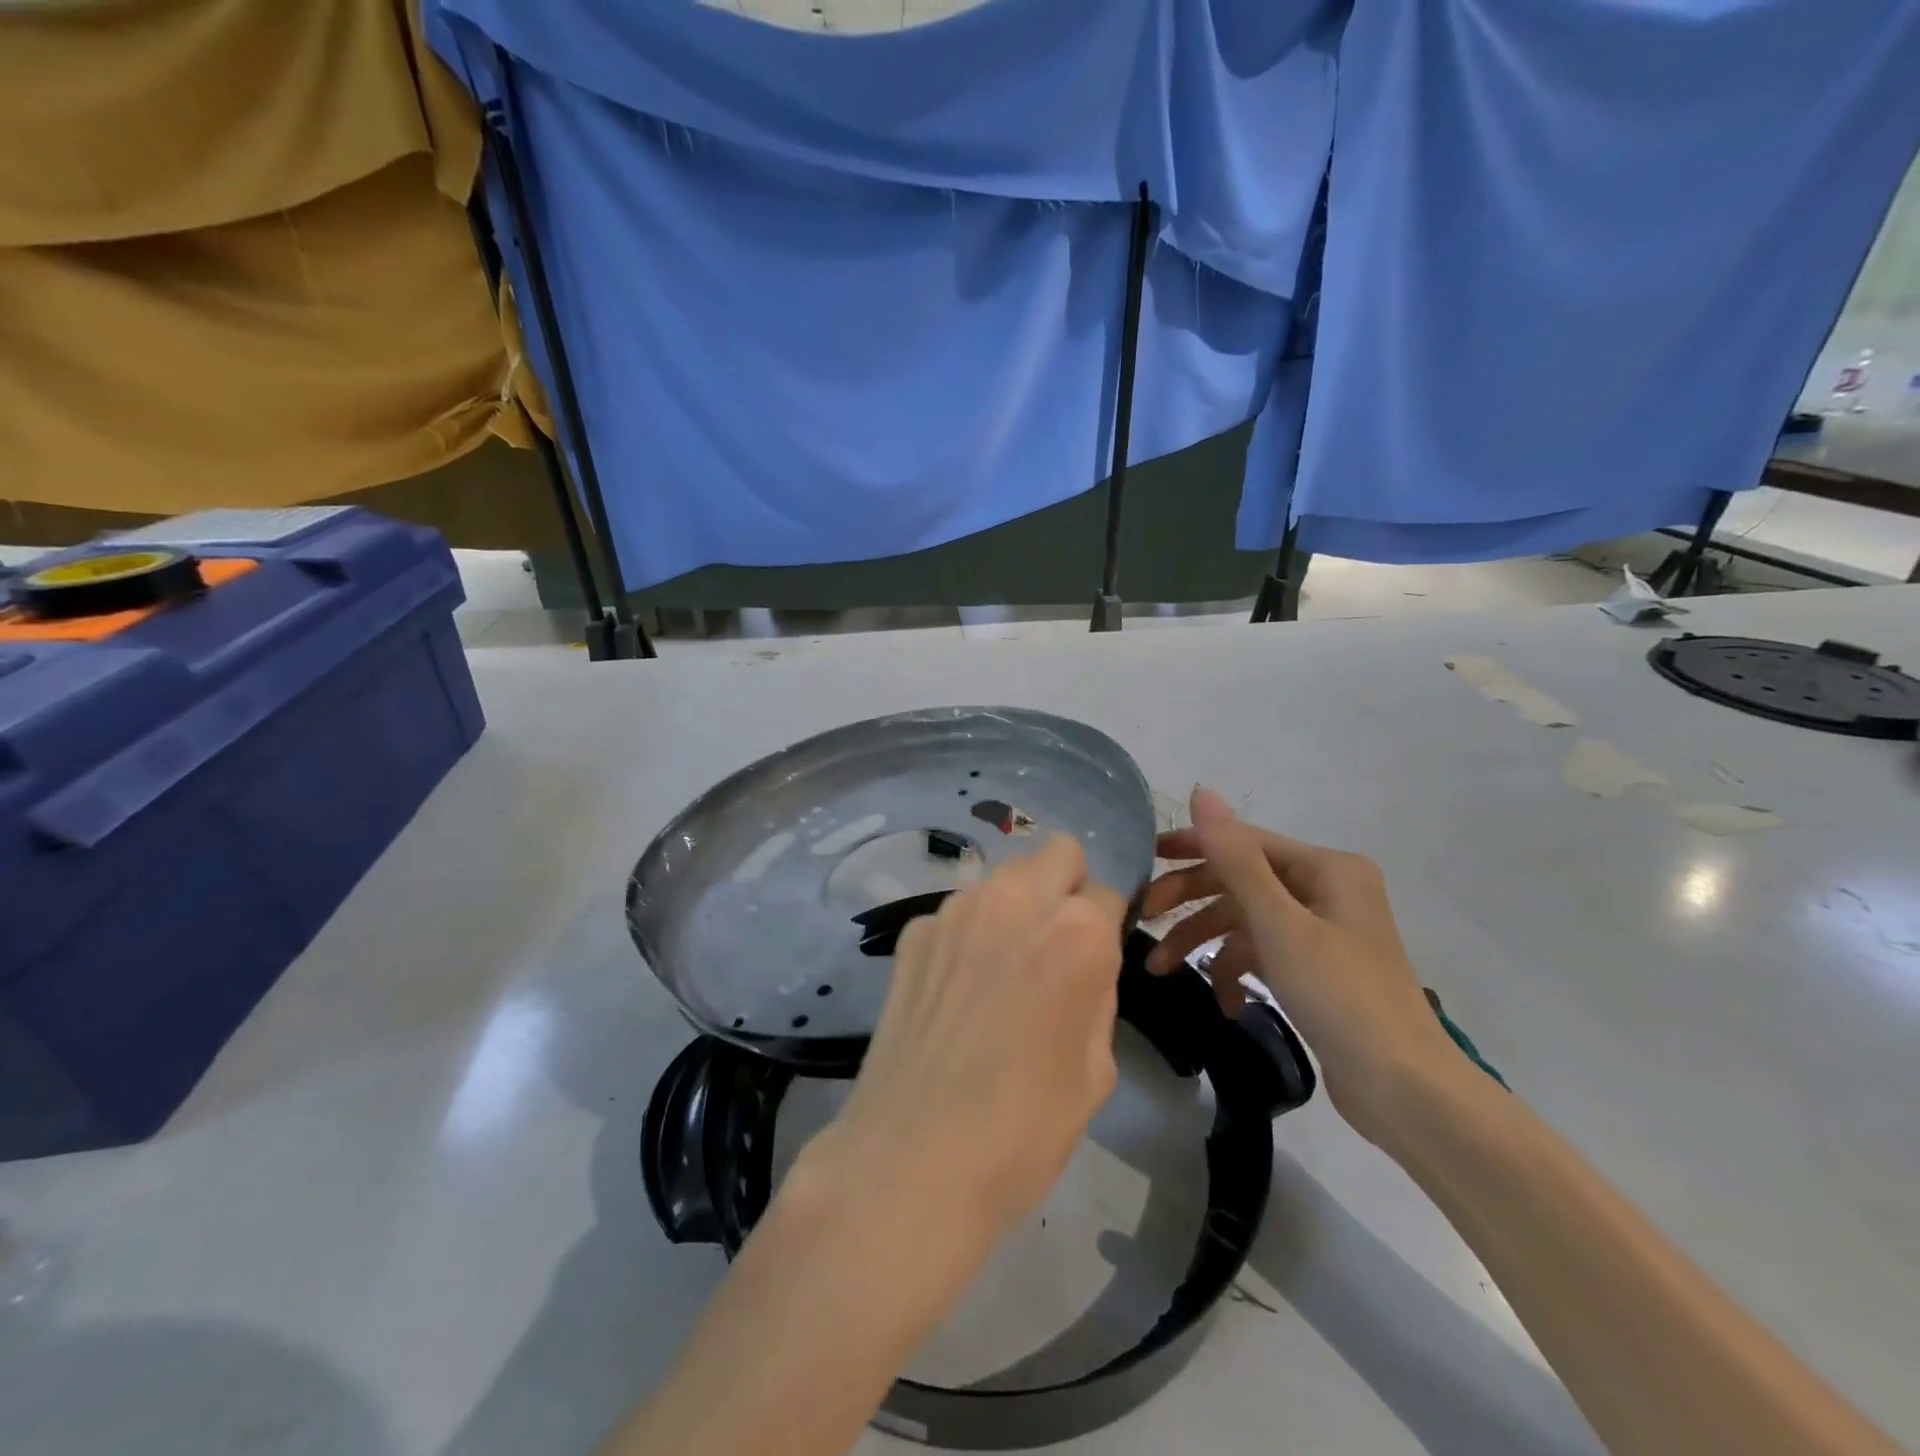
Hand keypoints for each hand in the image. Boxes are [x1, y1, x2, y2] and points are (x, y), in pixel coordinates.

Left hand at [807, 835, 1127, 1237]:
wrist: (913, 1159)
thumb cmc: (1024, 1128)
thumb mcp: (1095, 1068)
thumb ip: (1096, 992)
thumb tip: (1083, 965)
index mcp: (1076, 932)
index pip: (1107, 894)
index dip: (1107, 928)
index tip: (1095, 962)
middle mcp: (1015, 900)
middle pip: (1057, 854)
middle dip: (1066, 888)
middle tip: (1055, 947)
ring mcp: (956, 910)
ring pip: (1004, 878)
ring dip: (1015, 906)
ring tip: (1002, 970)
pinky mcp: (913, 932)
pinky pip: (958, 912)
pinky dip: (968, 934)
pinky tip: (956, 990)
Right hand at [1139, 787, 1460, 1144]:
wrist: (1405, 1092)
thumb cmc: (1341, 996)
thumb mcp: (1279, 924)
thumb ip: (1235, 858)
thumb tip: (1201, 791)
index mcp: (1327, 868)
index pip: (1245, 841)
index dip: (1192, 847)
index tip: (1145, 860)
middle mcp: (1326, 890)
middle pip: (1241, 881)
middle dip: (1192, 901)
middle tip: (1147, 919)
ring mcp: (1322, 931)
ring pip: (1245, 920)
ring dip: (1204, 942)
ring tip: (1161, 970)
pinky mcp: (1316, 969)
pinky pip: (1262, 953)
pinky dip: (1237, 972)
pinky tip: (1225, 1002)